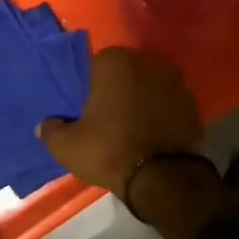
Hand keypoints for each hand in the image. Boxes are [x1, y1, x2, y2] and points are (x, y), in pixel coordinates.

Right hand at [39, 48, 234, 238]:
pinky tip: (155, 134)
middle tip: (111, 116)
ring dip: (145, 99)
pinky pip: (171, 104)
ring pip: (152, 86)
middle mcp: (148, 62)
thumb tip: (44, 126)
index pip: (98, 64)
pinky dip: (164, 114)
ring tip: (135, 126)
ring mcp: (176, 82)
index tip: (91, 107)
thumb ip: (51, 131)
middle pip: (129, 72)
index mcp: (115, 62)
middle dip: (121, 88)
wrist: (161, 176)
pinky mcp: (194, 104)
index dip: (94, 86)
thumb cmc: (108, 151)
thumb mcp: (67, 146)